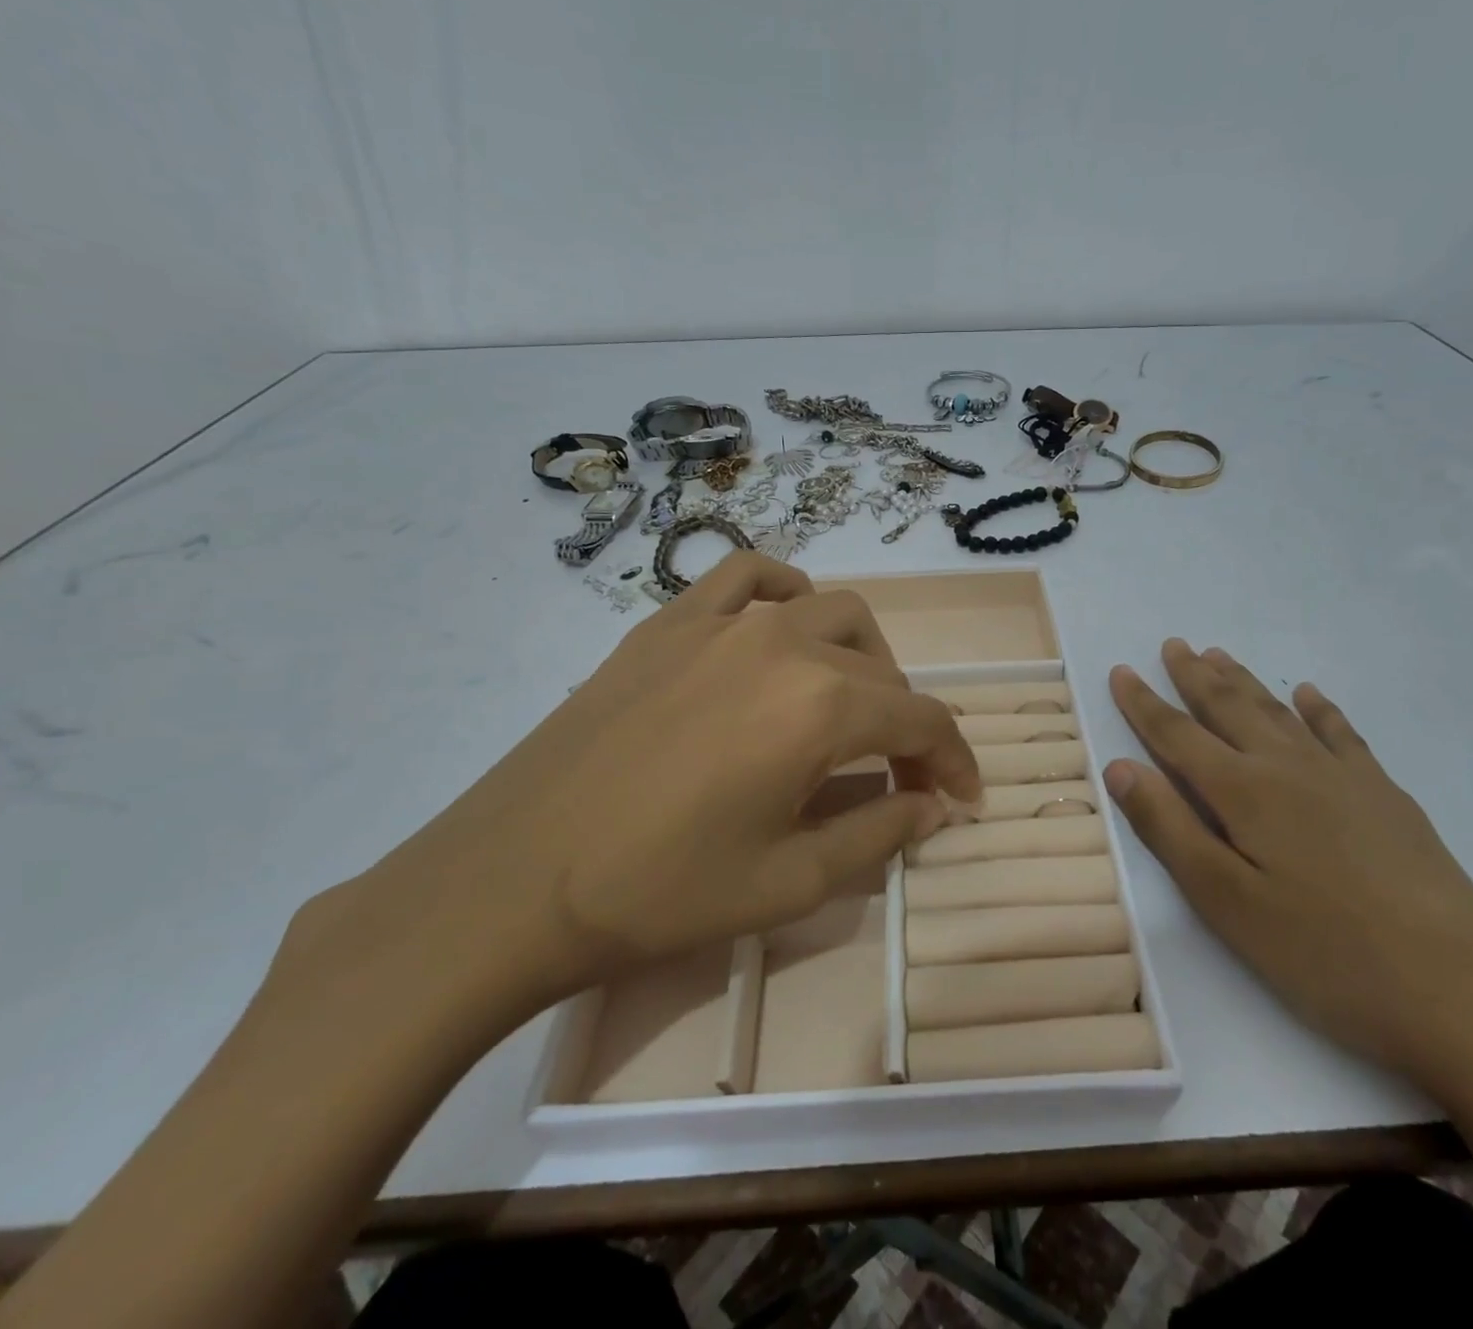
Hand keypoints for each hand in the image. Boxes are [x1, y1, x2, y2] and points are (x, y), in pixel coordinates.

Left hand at [286, 553, 981, 1032]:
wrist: (509, 883)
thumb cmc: (660, 894)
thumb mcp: (791, 882)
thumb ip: (879, 832)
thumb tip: (932, 804)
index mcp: (821, 705)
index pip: (921, 720)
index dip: (954, 760)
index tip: (963, 797)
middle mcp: (783, 643)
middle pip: (882, 666)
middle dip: (907, 720)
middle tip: (899, 774)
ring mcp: (720, 624)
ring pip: (828, 610)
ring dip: (860, 656)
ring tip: (847, 706)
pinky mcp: (667, 624)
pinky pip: (745, 578)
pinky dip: (783, 593)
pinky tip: (782, 628)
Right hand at [1103, 639, 1472, 1099]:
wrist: (1462, 995)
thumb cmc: (1325, 956)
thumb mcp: (1227, 903)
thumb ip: (1170, 829)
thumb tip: (1119, 767)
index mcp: (1245, 793)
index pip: (1177, 735)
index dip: (1144, 704)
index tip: (1120, 670)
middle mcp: (1289, 768)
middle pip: (1230, 709)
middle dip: (1194, 676)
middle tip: (1173, 644)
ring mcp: (1344, 777)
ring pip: (1279, 712)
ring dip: (1245, 682)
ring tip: (1219, 654)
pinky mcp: (1386, 796)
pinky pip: (1342, 734)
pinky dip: (1319, 709)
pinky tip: (1308, 694)